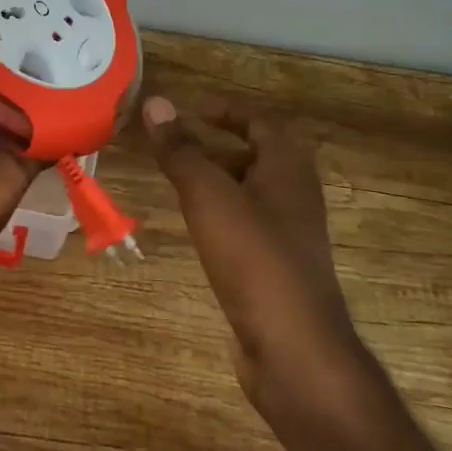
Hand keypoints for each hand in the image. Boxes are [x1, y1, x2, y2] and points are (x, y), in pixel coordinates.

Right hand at [143, 96, 357, 401]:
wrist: (294, 347)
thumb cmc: (254, 257)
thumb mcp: (209, 196)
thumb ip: (182, 150)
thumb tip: (155, 102)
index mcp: (288, 168)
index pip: (260, 122)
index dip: (228, 110)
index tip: (193, 107)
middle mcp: (296, 195)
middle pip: (258, 155)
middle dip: (219, 145)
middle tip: (178, 143)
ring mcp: (290, 235)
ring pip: (252, 192)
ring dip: (219, 180)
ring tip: (180, 182)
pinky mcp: (279, 268)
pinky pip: (249, 226)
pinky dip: (223, 215)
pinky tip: (199, 229)